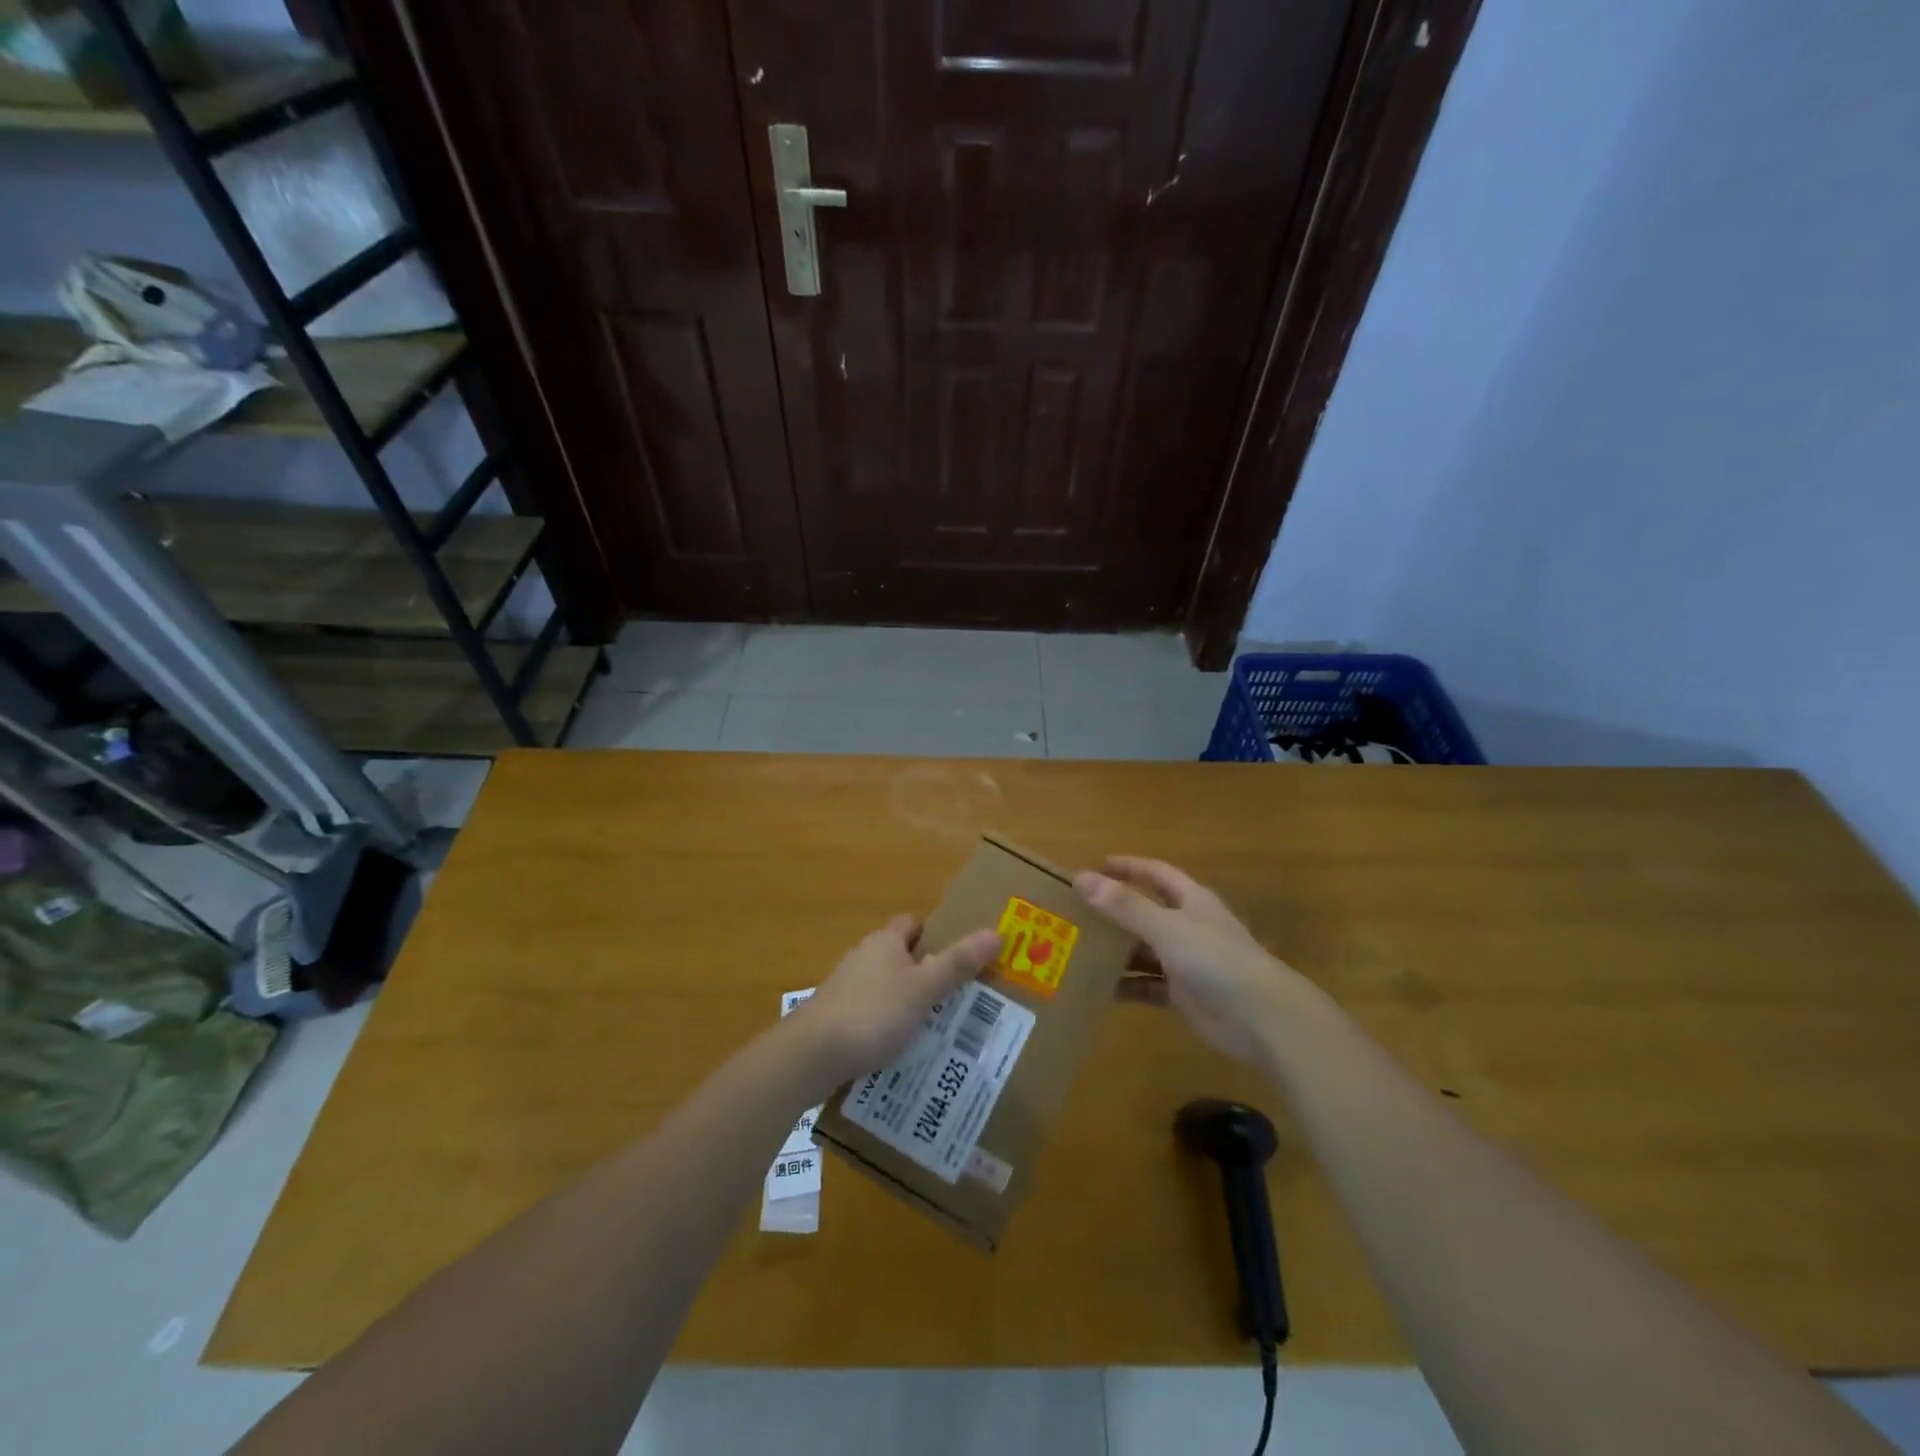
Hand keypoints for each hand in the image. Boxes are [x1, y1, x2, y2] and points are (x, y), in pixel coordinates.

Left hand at [792, 916, 1001, 1086]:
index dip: (935, 933)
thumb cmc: (873, 1013)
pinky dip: (887, 1027)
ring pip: (885, 988)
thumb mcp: (924, 989)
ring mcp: (845, 988)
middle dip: (925, 972)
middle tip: (959, 996)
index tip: (959, 954)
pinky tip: (902, 1050)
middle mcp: (863, 957)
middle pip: (900, 956)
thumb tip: (996, 932)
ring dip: (907, 1002)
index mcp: (885, 942)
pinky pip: (870, 1015)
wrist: (810, 1055)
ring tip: (938, 1028)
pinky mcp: (834, 1018)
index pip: (911, 924)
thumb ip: (958, 963)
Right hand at [1076, 857, 1301, 1064]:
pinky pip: (1149, 986)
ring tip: (1079, 950)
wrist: (1261, 1018)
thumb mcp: (1166, 928)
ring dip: (1117, 951)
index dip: (1129, 867)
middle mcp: (1189, 926)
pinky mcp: (1185, 995)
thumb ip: (1125, 906)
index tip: (1096, 866)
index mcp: (1191, 900)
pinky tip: (1100, 989)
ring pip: (1145, 950)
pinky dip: (1128, 986)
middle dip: (1115, 911)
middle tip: (1077, 912)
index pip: (1156, 873)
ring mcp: (1187, 962)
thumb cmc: (1215, 959)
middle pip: (1147, 912)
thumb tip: (1081, 878)